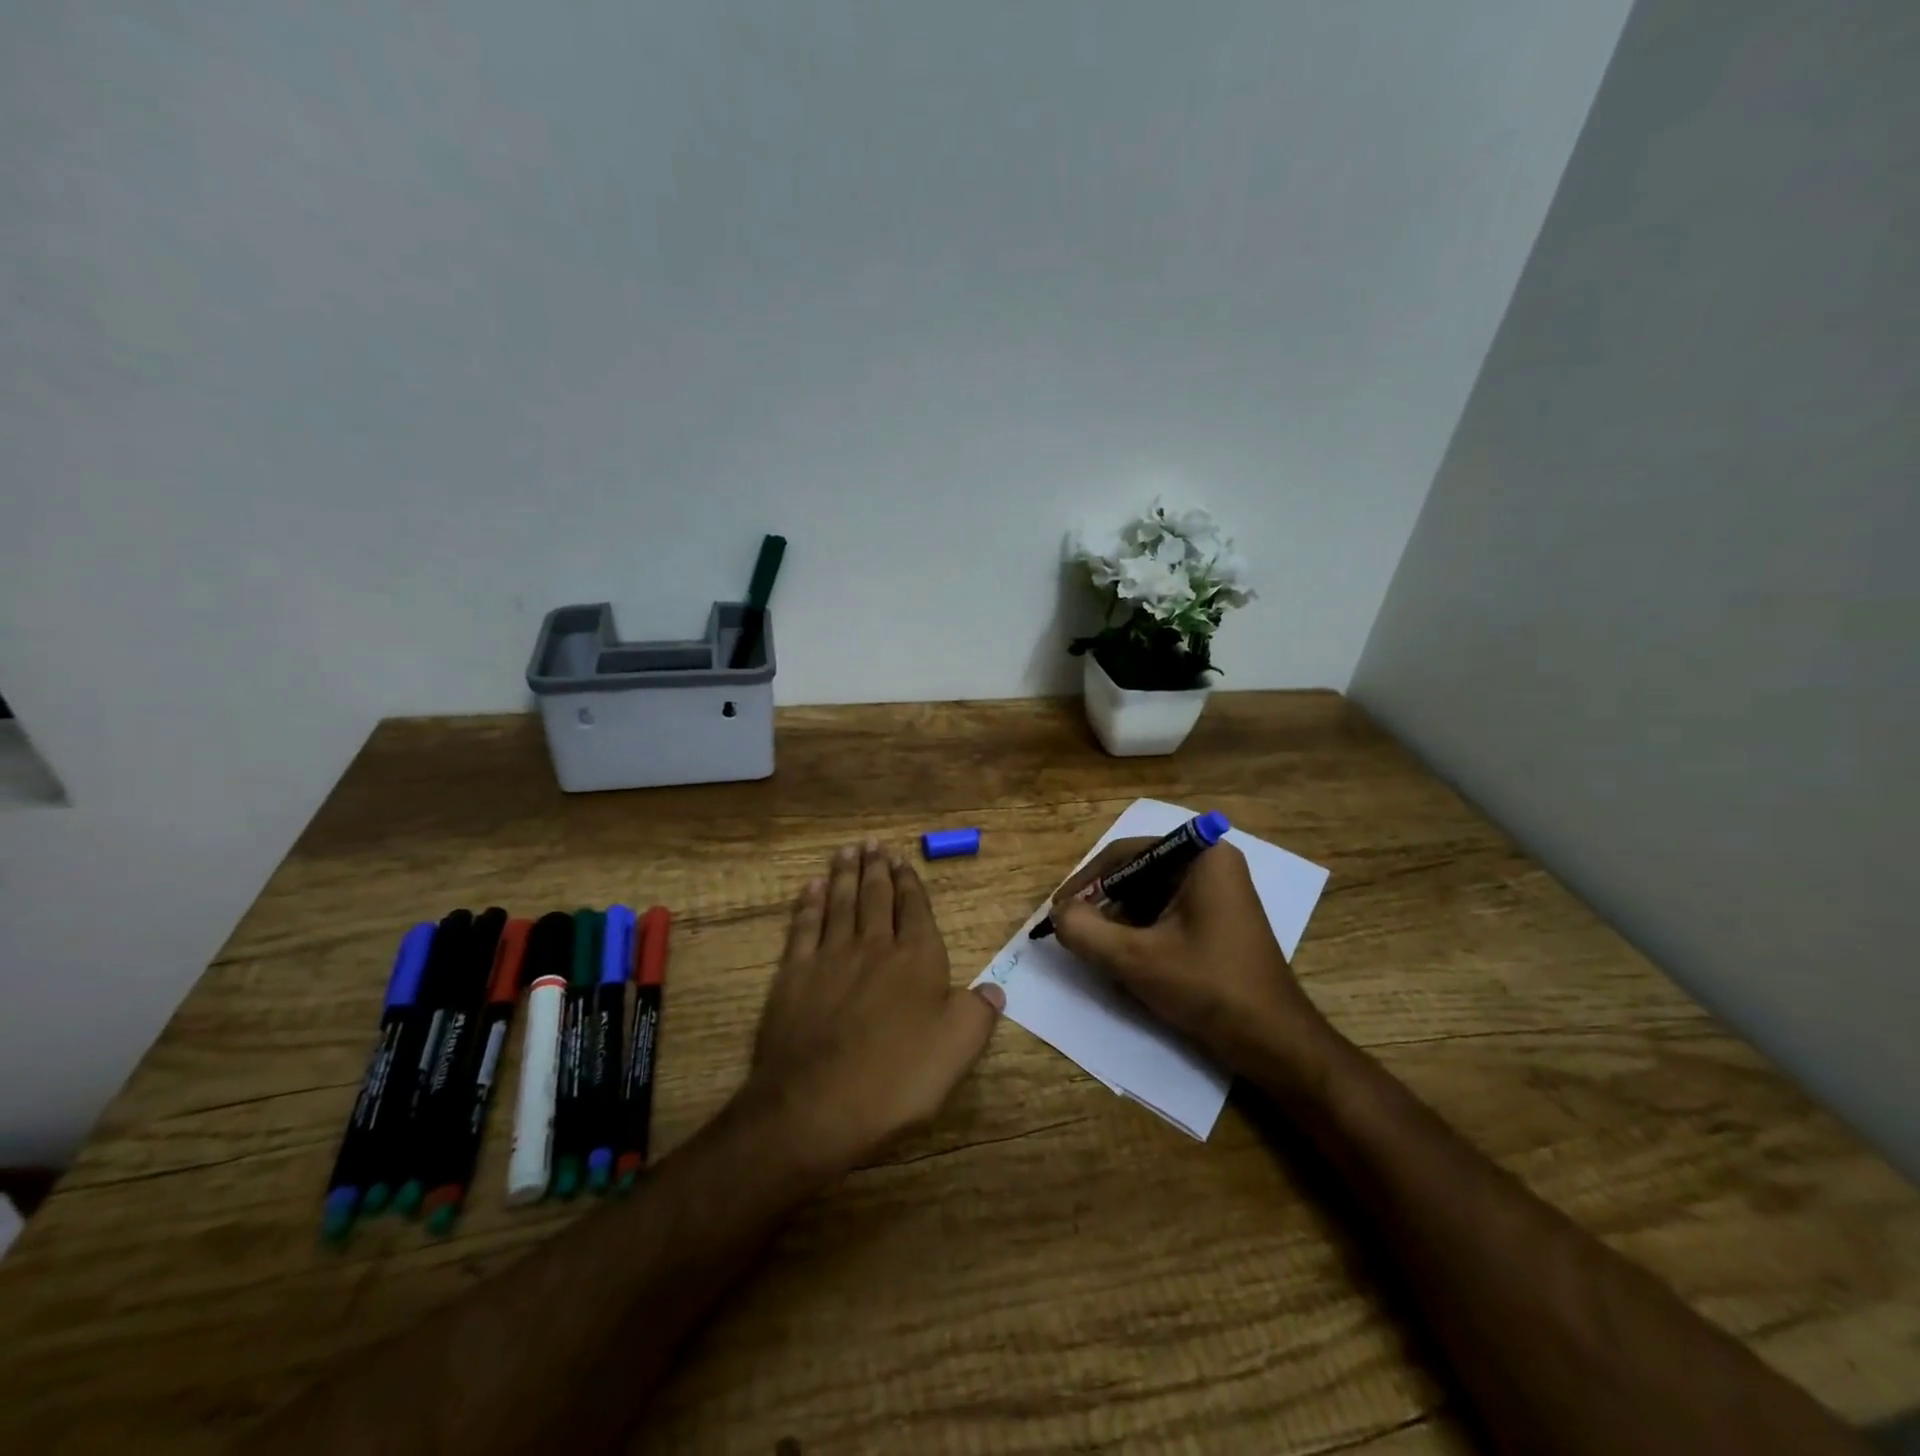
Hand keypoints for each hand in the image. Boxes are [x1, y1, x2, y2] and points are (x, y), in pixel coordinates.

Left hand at [745, 840, 1003, 1177]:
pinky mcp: (792, 975)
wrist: (816, 1105)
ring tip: (848, 851)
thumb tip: (994, 988)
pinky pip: (803, 927)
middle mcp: (873, 946)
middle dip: (877, 869)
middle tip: (874, 844)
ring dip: (844, 875)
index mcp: (916, 959)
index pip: (915, 909)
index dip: (910, 883)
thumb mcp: (957, 1050)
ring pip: (839, 903)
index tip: (903, 860)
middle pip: (875, 897)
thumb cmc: (896, 1078)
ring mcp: (829, 957)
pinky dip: (808, 904)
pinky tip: (811, 888)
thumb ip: (979, 1013)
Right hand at [1051, 837, 1327, 1082]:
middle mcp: (1212, 863)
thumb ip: (1085, 931)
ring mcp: (1218, 892)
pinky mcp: (1218, 919)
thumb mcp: (1136, 959)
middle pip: (1137, 874)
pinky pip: (1166, 914)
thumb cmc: (1209, 988)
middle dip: (1104, 905)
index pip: (1126, 854)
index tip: (1058, 910)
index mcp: (1201, 856)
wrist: (1275, 1042)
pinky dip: (1142, 934)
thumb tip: (1058, 914)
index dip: (1086, 881)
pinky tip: (1128, 963)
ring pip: (1149, 897)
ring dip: (1120, 923)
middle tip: (1074, 933)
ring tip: (1098, 952)